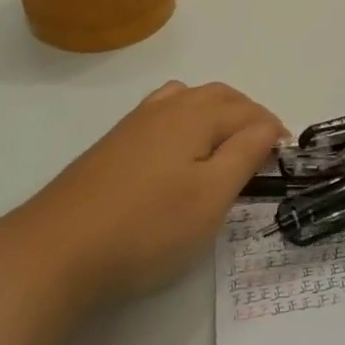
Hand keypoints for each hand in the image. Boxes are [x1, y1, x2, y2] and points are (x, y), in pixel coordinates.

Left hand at [18, 81, 284, 301]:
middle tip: (263, 150)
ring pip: (189, 99)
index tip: (286, 157)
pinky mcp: (114, 142)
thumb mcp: (211, 196)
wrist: (58, 247)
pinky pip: (163, 111)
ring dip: (217, 112)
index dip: (273, 131)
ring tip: (227, 143)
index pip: (249, 112)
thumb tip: (268, 125)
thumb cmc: (147, 226)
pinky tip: (180, 148)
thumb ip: (245, 154)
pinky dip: (186, 118)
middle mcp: (167, 106)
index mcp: (196, 115)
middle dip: (248, 115)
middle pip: (220, 96)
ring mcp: (136, 122)